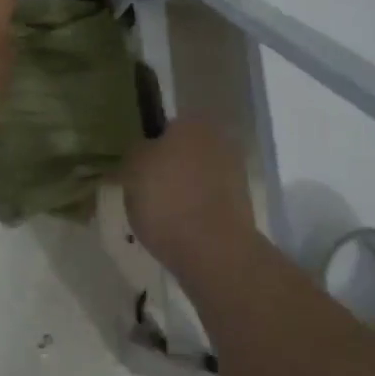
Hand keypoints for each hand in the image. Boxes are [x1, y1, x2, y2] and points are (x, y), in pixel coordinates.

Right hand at [122, 118, 253, 272]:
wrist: (214, 251)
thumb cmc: (167, 199)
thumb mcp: (132, 168)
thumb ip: (137, 151)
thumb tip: (146, 150)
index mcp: (193, 123)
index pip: (166, 127)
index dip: (150, 146)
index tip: (137, 168)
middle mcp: (219, 141)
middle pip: (184, 152)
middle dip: (169, 168)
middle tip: (146, 192)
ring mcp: (235, 174)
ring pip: (197, 178)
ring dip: (182, 191)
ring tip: (160, 217)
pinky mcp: (242, 206)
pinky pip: (208, 202)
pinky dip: (195, 212)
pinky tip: (179, 230)